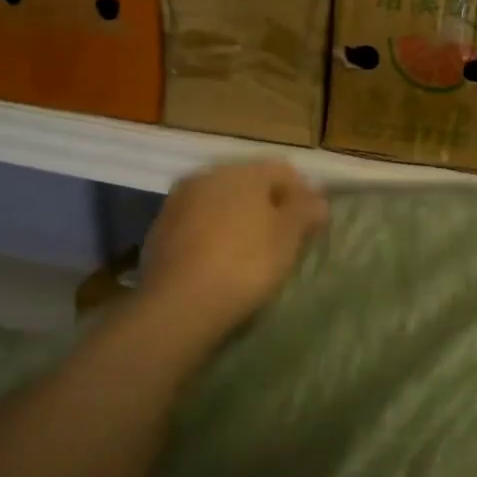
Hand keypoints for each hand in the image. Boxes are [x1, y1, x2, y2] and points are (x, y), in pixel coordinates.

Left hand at [141, 162, 329, 335]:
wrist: (179, 304)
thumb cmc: (246, 263)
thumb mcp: (289, 237)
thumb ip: (306, 210)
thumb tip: (316, 199)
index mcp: (242, 172)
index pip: (283, 171)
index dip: (303, 195)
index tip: (313, 225)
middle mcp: (207, 176)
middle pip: (249, 185)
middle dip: (269, 206)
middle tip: (285, 239)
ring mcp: (177, 203)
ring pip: (220, 204)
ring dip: (239, 221)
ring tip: (253, 253)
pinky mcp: (159, 231)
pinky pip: (198, 226)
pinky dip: (214, 237)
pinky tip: (221, 263)